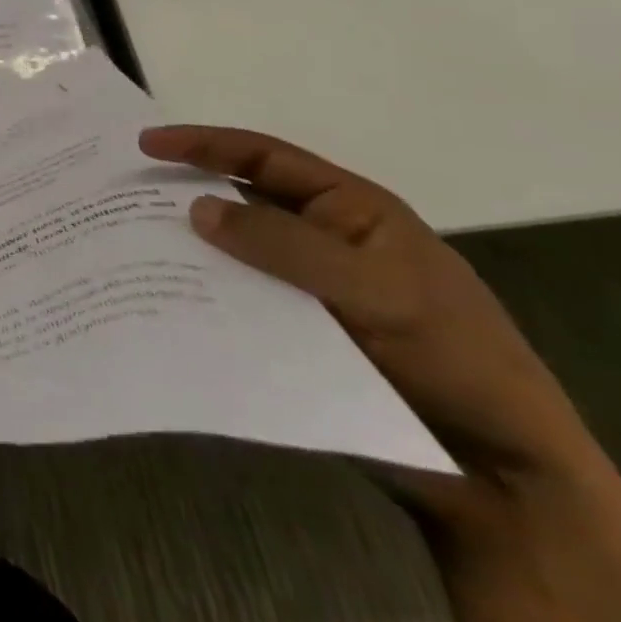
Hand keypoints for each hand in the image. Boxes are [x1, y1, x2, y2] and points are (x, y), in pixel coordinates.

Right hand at [138, 125, 602, 516]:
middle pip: (239, 202)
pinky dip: (202, 298)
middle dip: (183, 194)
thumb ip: (285, 245)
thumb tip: (194, 208)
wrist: (500, 475)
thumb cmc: (453, 360)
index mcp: (350, 211)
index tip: (145, 145)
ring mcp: (306, 290)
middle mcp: (322, 241)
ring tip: (127, 250)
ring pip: (232, 256)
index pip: (265, 158)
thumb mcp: (377, 291)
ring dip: (187, 251)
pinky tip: (163, 304)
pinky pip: (237, 303)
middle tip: (120, 196)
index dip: (204, 145)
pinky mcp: (294, 334)